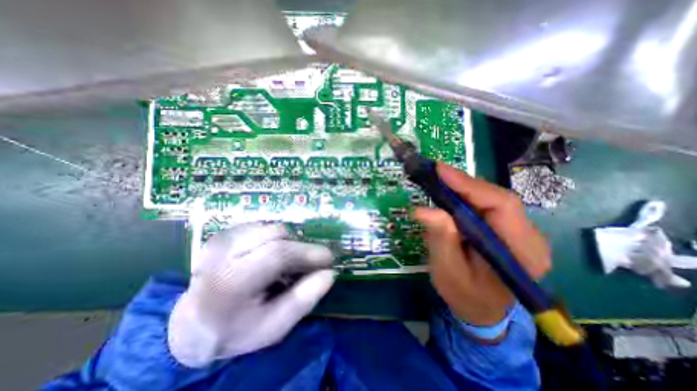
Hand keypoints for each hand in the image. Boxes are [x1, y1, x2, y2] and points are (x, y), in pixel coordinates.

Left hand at [164, 222, 334, 365]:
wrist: (193, 324)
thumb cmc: (236, 329)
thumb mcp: (273, 327)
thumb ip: (302, 301)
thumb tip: (329, 274)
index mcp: (229, 282)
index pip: (278, 254)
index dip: (308, 253)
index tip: (328, 259)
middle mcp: (222, 253)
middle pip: (276, 235)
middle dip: (301, 248)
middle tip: (309, 264)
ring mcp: (222, 239)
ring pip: (272, 228)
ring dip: (288, 243)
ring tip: (286, 263)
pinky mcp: (225, 233)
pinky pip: (264, 227)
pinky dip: (276, 239)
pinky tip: (270, 256)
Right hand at [413, 163, 550, 326]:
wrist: (481, 310)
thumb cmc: (465, 295)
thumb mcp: (447, 271)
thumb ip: (440, 239)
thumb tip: (423, 209)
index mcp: (521, 253)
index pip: (501, 206)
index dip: (469, 185)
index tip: (440, 171)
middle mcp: (528, 237)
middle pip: (497, 198)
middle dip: (463, 183)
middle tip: (435, 173)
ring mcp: (519, 231)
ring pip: (491, 198)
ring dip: (463, 188)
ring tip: (439, 181)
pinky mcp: (506, 229)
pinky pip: (486, 205)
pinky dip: (465, 197)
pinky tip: (449, 194)